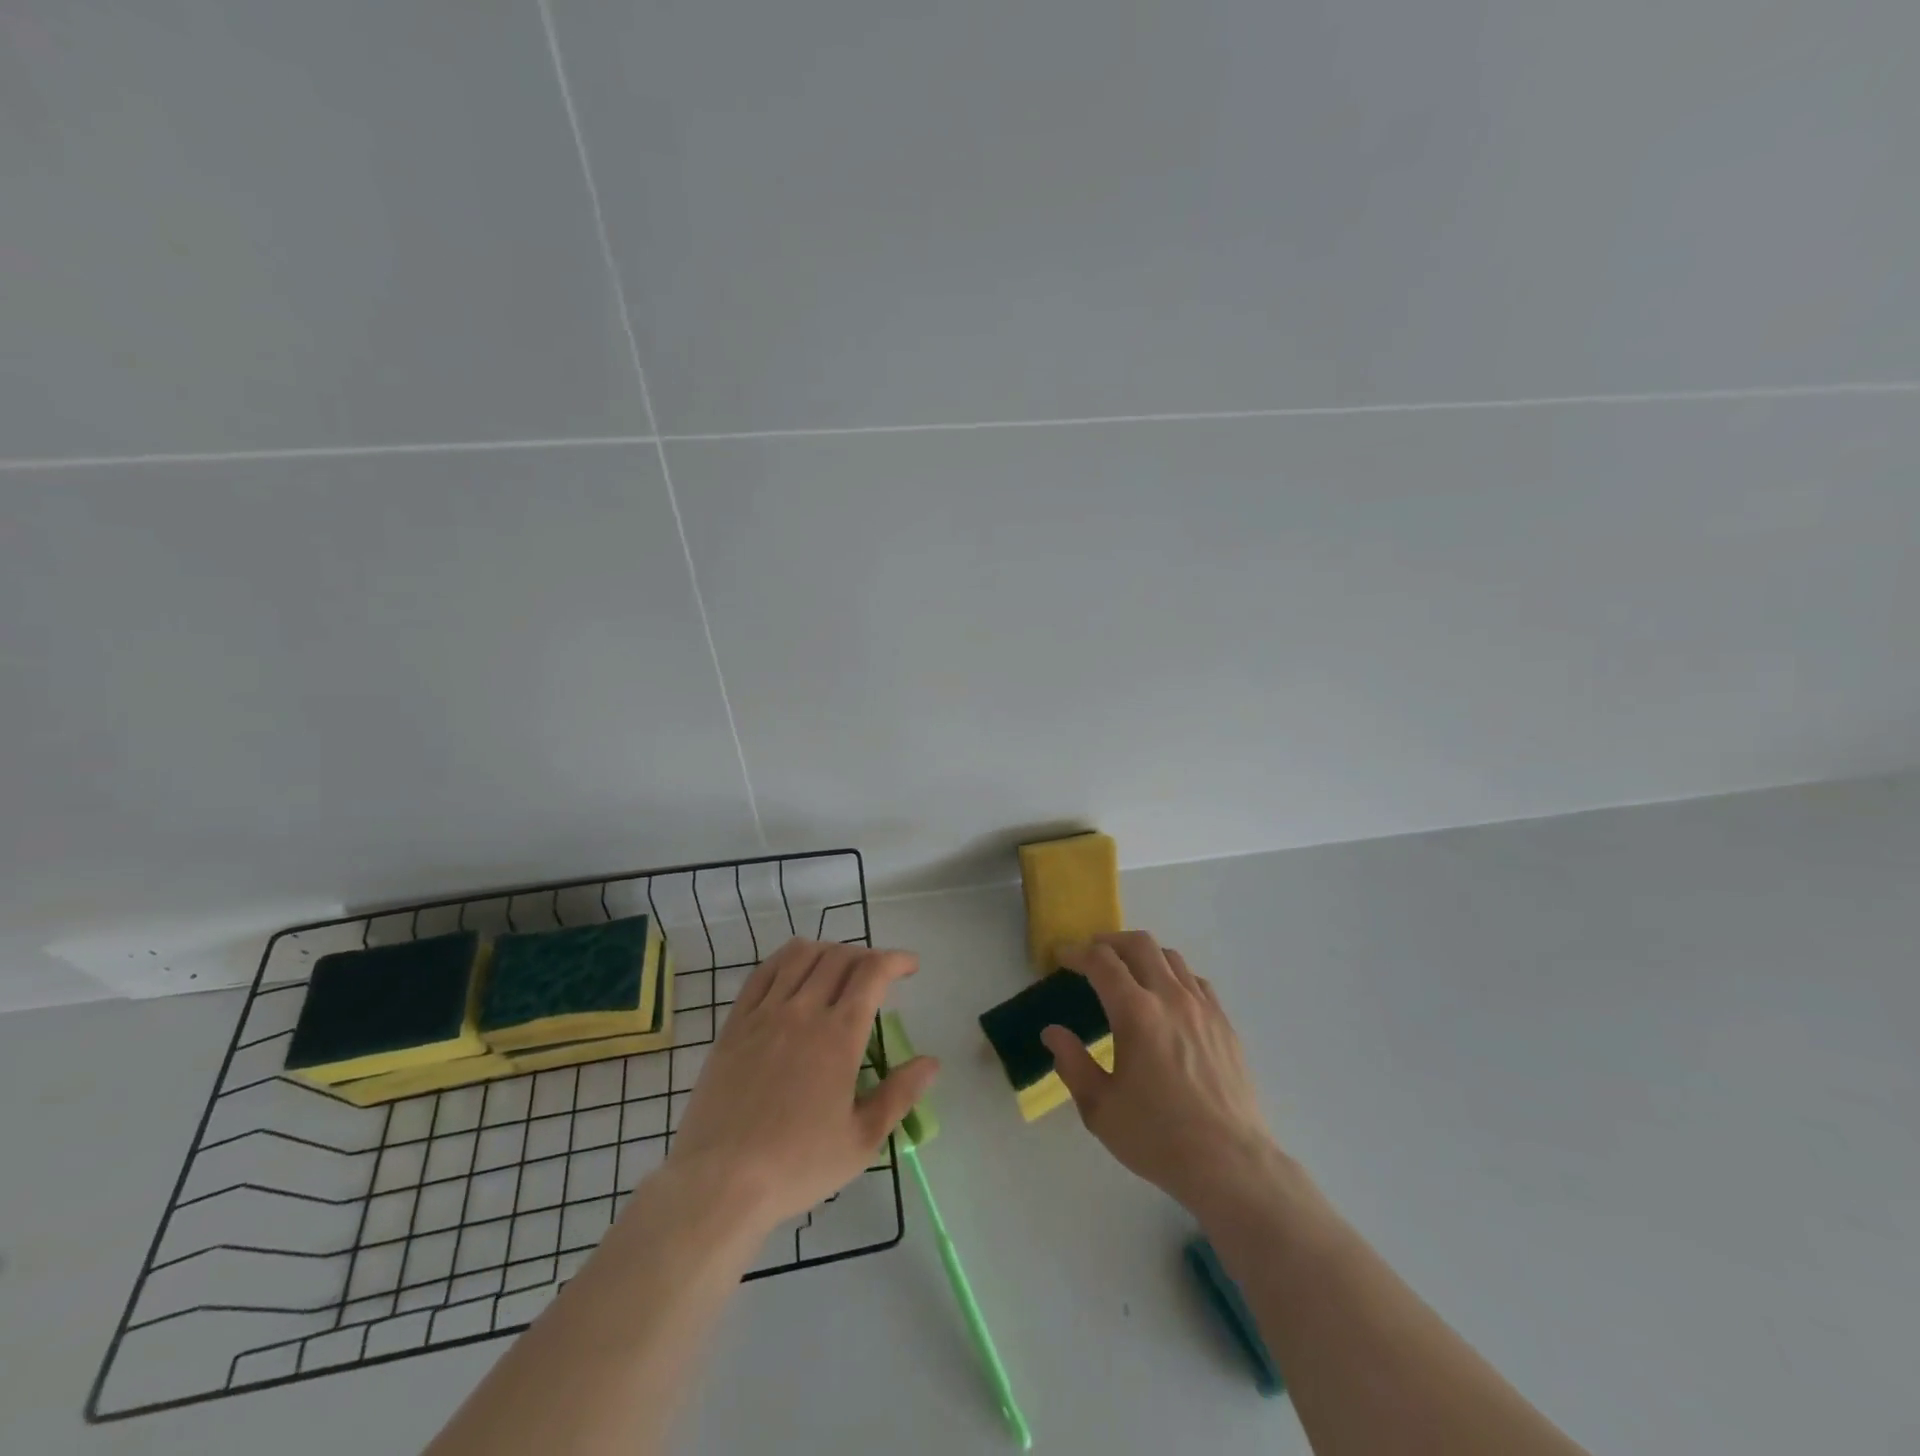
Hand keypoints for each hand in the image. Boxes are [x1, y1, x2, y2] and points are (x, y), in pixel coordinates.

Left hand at [666, 938, 937, 1231]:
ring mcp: (765, 1014)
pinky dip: (786, 959)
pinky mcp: (735, 1024)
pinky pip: (763, 973)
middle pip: (839, 957)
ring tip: (839, 967)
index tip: (910, 967)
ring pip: (801, 956)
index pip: (873, 973)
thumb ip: (899, 1095)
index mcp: (839, 1036)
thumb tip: (931, 1062)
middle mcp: (804, 1011)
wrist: (720, 1182)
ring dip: (828, 951)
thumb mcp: (861, 1141)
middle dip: (867, 955)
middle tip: (878, 975)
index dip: (896, 960)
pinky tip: (794, 970)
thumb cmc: (797, 1166)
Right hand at [1043, 932, 1279, 1217]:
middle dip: (1110, 941)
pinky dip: (1174, 976)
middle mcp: (1171, 998)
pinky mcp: (1225, 1025)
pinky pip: (1196, 982)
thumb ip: (1072, 1064)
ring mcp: (1204, 1009)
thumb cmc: (1158, 1138)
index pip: (1102, 962)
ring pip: (1172, 957)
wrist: (1231, 1165)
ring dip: (1144, 955)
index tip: (1062, 957)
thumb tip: (1053, 1033)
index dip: (1077, 953)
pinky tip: (1168, 999)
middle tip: (1093, 956)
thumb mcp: (1100, 1109)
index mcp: (1136, 1013)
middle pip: (1140, 944)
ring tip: (1129, 973)